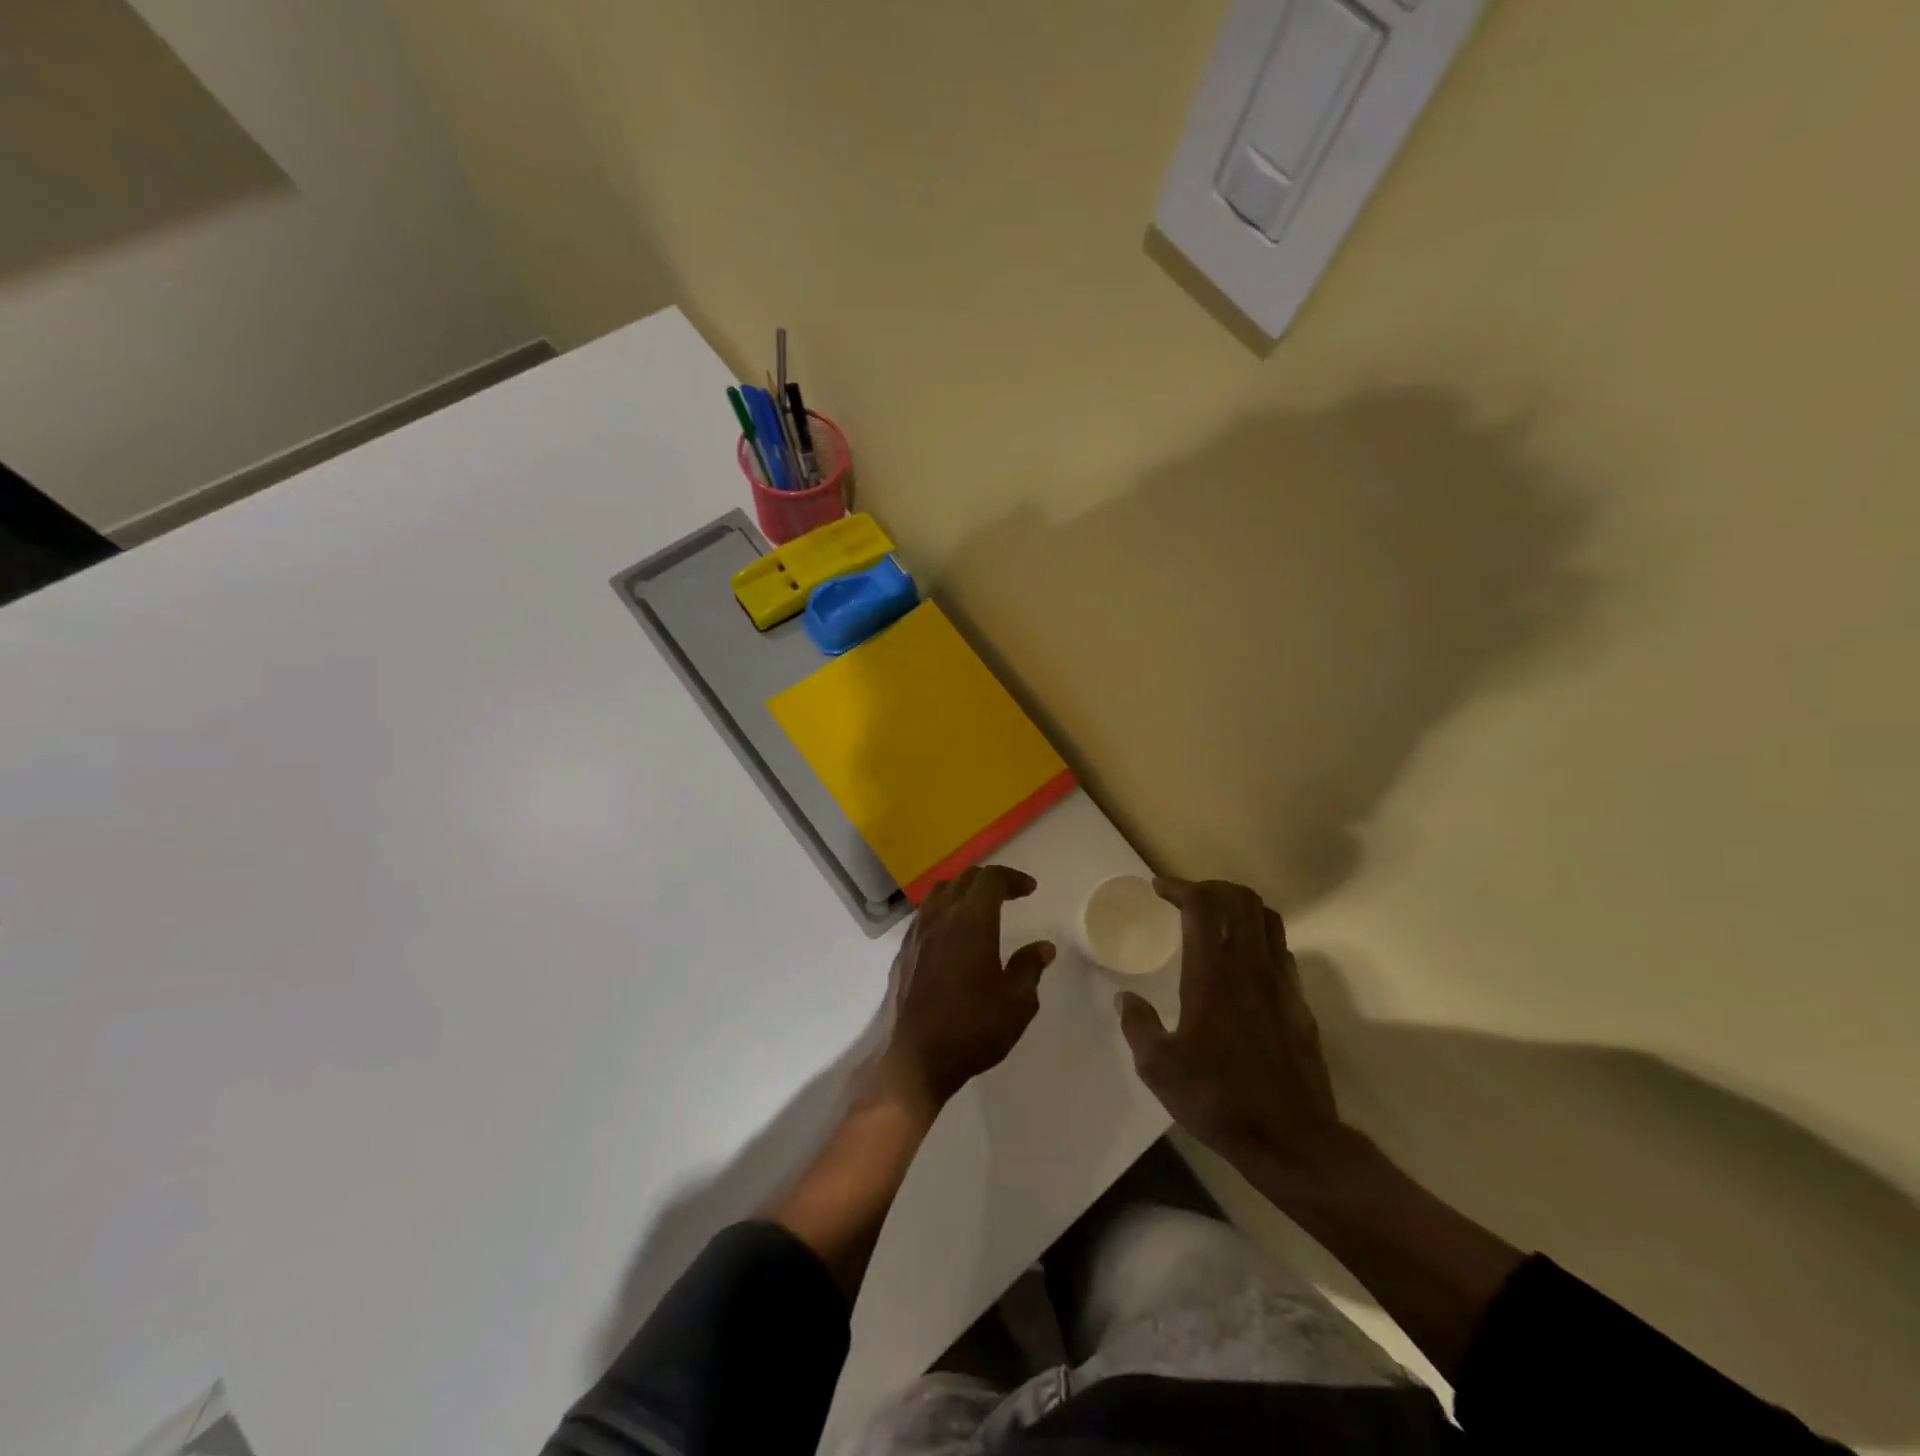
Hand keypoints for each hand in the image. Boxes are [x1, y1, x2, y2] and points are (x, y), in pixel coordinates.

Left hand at [876, 865, 1055, 1109]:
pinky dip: (943, 910)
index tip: (1029, 889)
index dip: (1012, 878)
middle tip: (1010, 894)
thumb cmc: (971, 1030)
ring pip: (940, 892)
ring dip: (963, 890)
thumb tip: (1042, 947)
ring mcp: (917, 933)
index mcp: (971, 921)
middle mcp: (940, 917)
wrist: (913, 1059)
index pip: (991, 879)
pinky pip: (925, 914)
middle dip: (990, 880)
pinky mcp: (903, 951)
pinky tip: (952, 933)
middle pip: (964, 879)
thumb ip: (1029, 968)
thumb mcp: (1016, 1004)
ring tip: (979, 907)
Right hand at [1116, 877, 1359, 1192]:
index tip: (1159, 889)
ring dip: (1240, 908)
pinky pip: (1281, 951)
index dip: (1180, 887)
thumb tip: (1125, 999)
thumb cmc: (1218, 1099)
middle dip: (1212, 887)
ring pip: (1268, 920)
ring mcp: (1282, 983)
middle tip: (1187, 898)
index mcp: (1213, 975)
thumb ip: (1138, 1026)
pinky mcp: (1300, 1004)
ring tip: (1216, 921)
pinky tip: (1242, 963)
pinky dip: (1259, 939)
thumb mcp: (1159, 1068)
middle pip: (1242, 900)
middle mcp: (1251, 967)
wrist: (1292, 1140)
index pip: (1202, 906)